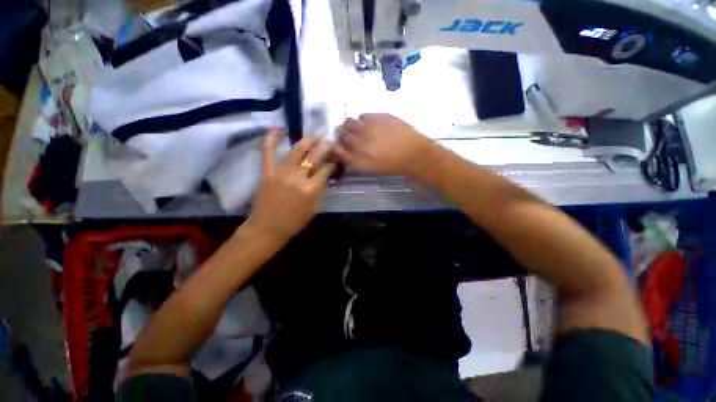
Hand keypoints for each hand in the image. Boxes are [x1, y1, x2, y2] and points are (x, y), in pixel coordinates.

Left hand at [247, 129, 333, 241]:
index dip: (332, 164)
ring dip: (308, 140)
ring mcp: (281, 172)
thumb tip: (324, 177)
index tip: (334, 161)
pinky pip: (268, 151)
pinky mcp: (267, 171)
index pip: (326, 170)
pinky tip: (278, 128)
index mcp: (311, 189)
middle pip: (315, 156)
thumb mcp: (314, 208)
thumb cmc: (294, 222)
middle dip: (325, 146)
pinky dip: (272, 138)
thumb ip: (320, 191)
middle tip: (330, 140)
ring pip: (297, 150)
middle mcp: (298, 177)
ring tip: (315, 136)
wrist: (267, 228)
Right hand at [334, 114, 433, 177]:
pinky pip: (363, 115)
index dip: (336, 146)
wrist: (413, 154)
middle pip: (341, 133)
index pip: (337, 150)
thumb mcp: (371, 168)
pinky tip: (372, 125)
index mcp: (358, 159)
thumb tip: (343, 151)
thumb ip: (355, 160)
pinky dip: (364, 120)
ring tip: (361, 129)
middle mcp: (360, 143)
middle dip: (343, 134)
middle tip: (351, 136)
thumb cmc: (393, 165)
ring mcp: (369, 128)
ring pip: (349, 121)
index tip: (339, 145)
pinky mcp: (378, 117)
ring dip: (351, 125)